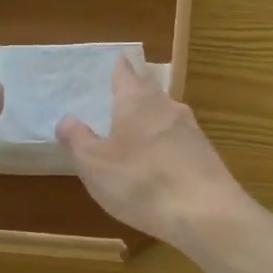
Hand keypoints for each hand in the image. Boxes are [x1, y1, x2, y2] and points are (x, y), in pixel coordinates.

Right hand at [55, 55, 252, 249]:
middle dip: (137, 89)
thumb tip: (66, 119)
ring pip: (167, 113)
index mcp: (136, 101)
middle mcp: (166, 106)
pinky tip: (162, 158)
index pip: (125, 73)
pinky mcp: (206, 153)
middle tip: (122, 91)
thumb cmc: (141, 182)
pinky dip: (167, 142)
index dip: (119, 66)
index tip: (116, 59)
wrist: (206, 212)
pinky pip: (180, 139)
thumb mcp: (95, 164)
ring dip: (153, 116)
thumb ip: (78, 140)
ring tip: (138, 125)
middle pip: (149, 89)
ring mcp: (191, 129)